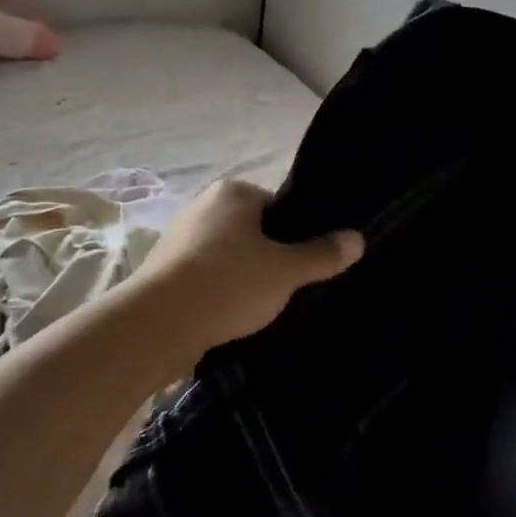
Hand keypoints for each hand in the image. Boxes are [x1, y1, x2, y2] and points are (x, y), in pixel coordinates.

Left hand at [131, 179, 363, 363]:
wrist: (157, 324)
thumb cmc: (229, 283)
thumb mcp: (286, 271)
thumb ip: (322, 255)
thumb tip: (357, 239)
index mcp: (234, 192)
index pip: (277, 206)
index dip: (294, 235)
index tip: (303, 264)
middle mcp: (203, 205)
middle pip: (251, 229)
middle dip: (267, 256)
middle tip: (286, 287)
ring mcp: (178, 237)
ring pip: (226, 254)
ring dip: (240, 276)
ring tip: (257, 307)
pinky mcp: (162, 270)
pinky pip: (203, 275)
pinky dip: (217, 291)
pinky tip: (227, 316)